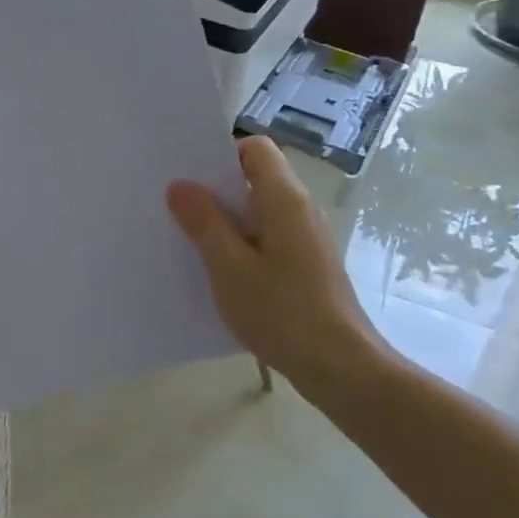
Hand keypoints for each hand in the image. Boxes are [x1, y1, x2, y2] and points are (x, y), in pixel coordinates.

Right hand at [167, 136, 382, 408]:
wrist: (341, 369)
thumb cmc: (282, 312)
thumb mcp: (228, 266)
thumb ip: (204, 221)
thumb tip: (180, 185)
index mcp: (284, 199)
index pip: (255, 148)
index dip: (221, 155)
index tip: (190, 177)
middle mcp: (300, 209)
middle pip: (255, 178)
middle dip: (216, 188)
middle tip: (176, 205)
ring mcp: (307, 238)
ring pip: (259, 211)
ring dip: (226, 219)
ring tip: (189, 238)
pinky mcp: (307, 265)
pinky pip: (268, 237)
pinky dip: (242, 243)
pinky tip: (219, 270)